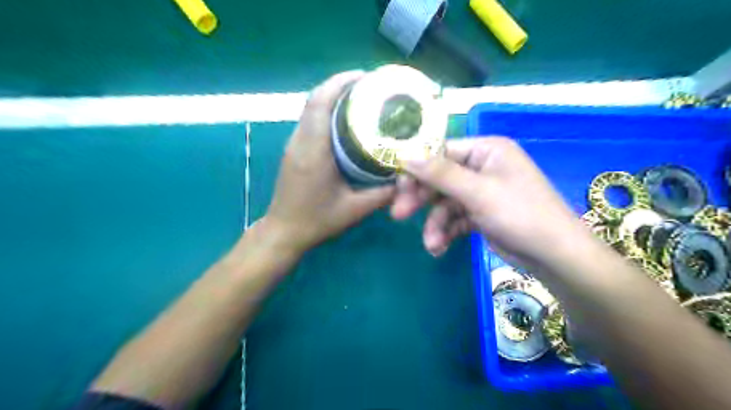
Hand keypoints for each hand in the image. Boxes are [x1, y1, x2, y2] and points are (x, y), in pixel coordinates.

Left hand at [265, 72, 394, 254]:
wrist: (284, 231)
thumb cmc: (317, 221)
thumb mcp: (355, 210)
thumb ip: (383, 194)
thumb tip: (407, 177)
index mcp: (313, 151)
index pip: (320, 103)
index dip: (340, 83)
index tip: (365, 77)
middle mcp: (300, 141)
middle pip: (315, 99)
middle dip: (341, 86)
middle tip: (371, 88)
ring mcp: (294, 144)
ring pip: (311, 108)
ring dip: (333, 97)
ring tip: (362, 100)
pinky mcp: (294, 150)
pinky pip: (310, 120)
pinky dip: (327, 111)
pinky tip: (347, 121)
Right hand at [391, 136, 588, 266]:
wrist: (554, 256)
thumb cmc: (520, 213)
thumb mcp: (478, 192)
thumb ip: (439, 173)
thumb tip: (404, 155)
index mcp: (486, 150)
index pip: (441, 152)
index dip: (417, 168)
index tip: (397, 186)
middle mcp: (482, 167)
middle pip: (440, 179)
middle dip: (422, 200)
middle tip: (399, 214)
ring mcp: (481, 192)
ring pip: (445, 203)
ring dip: (435, 224)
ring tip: (431, 243)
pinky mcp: (480, 214)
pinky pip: (455, 219)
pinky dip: (446, 232)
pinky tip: (439, 248)